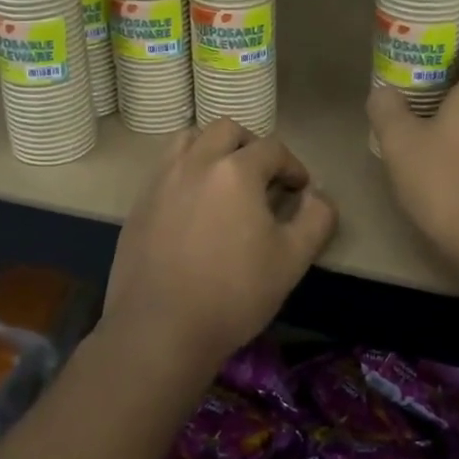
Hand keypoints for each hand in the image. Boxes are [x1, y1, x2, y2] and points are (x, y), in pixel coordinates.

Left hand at [103, 119, 337, 373]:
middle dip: (251, 146)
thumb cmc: (234, 293)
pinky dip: (186, 170)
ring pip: (190, 139)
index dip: (293, 166)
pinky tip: (194, 205)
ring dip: (212, 148)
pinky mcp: (140, 202)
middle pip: (227, 130)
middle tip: (263, 177)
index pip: (272, 148)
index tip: (300, 189)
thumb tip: (318, 195)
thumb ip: (316, 219)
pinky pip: (166, 167)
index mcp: (236, 171)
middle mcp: (196, 162)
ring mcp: (162, 180)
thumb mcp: (292, 260)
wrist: (160, 328)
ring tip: (224, 180)